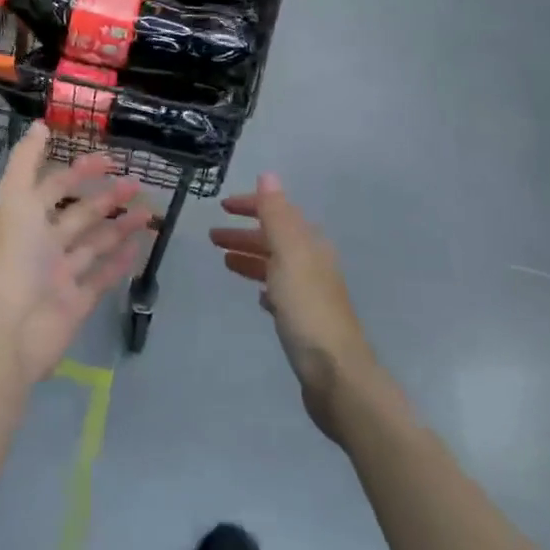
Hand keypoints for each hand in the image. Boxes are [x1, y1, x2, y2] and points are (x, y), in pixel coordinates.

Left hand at [0, 124, 153, 385]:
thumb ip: (26, 160)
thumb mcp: (15, 197)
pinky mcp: (77, 302)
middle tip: (137, 183)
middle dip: (107, 198)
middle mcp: (43, 244)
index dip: (80, 171)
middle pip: (80, 215)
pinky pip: (102, 277)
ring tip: (149, 212)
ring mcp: (61, 275)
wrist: (12, 327)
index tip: (110, 158)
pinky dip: (120, 262)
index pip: (55, 186)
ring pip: (95, 244)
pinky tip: (140, 246)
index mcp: (27, 218)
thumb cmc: (15, 256)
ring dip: (120, 226)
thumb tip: (39, 124)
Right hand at [210, 173, 374, 438]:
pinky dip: (265, 286)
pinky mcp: (306, 322)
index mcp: (310, 245)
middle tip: (212, 236)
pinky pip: (281, 294)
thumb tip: (268, 175)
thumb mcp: (288, 254)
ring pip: (276, 266)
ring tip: (225, 260)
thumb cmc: (308, 310)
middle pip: (275, 239)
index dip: (251, 206)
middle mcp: (313, 264)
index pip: (278, 213)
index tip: (222, 206)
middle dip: (245, 233)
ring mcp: (311, 294)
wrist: (336, 374)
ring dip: (251, 257)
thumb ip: (277, 215)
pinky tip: (257, 296)